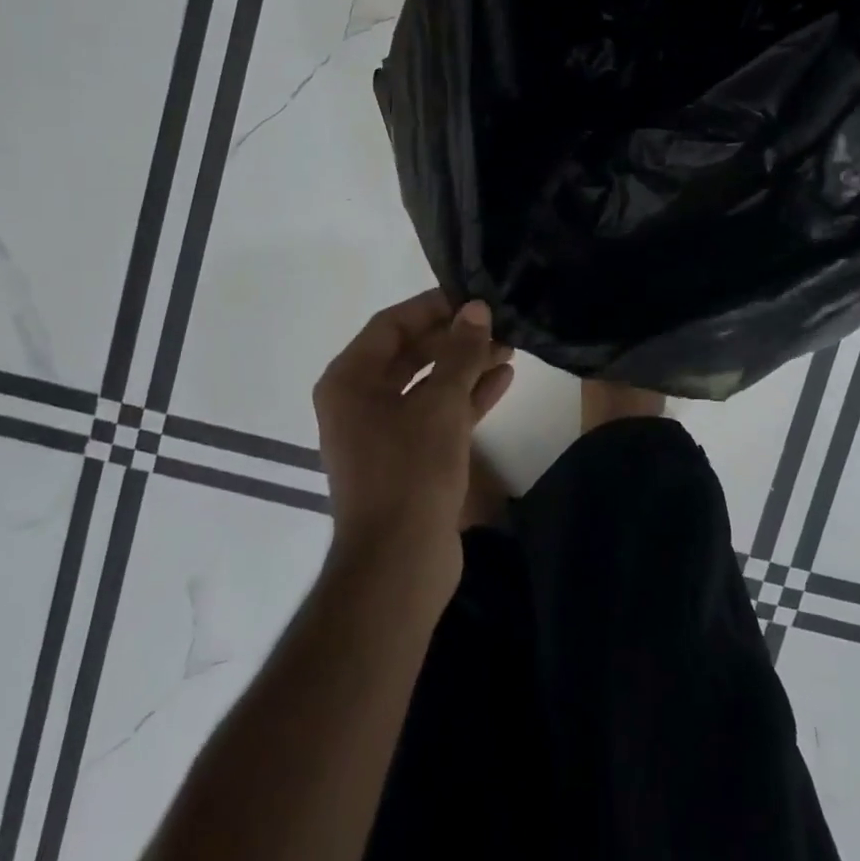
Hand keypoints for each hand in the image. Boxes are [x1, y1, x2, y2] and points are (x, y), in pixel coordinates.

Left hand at [313, 291, 514, 573]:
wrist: (399, 564)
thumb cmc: (410, 471)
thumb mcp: (440, 403)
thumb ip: (461, 352)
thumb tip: (477, 309)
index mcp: (350, 380)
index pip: (391, 324)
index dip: (431, 307)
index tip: (472, 295)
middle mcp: (360, 401)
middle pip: (411, 353)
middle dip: (455, 338)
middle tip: (497, 322)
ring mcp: (384, 432)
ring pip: (428, 384)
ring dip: (466, 366)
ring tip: (509, 346)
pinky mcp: (409, 458)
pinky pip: (437, 414)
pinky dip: (466, 397)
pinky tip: (503, 379)